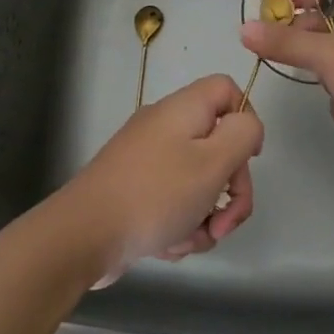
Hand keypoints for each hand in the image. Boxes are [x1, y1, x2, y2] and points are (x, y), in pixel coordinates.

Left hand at [56, 75, 261, 285]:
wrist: (84, 236)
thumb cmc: (155, 194)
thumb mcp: (213, 161)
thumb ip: (243, 134)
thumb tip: (247, 125)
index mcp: (184, 109)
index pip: (227, 89)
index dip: (247, 118)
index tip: (249, 157)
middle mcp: (165, 128)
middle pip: (218, 144)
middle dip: (230, 189)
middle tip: (225, 221)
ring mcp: (148, 160)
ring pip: (199, 182)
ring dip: (204, 215)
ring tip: (190, 238)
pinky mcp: (136, 191)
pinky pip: (174, 203)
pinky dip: (179, 225)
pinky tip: (167, 245)